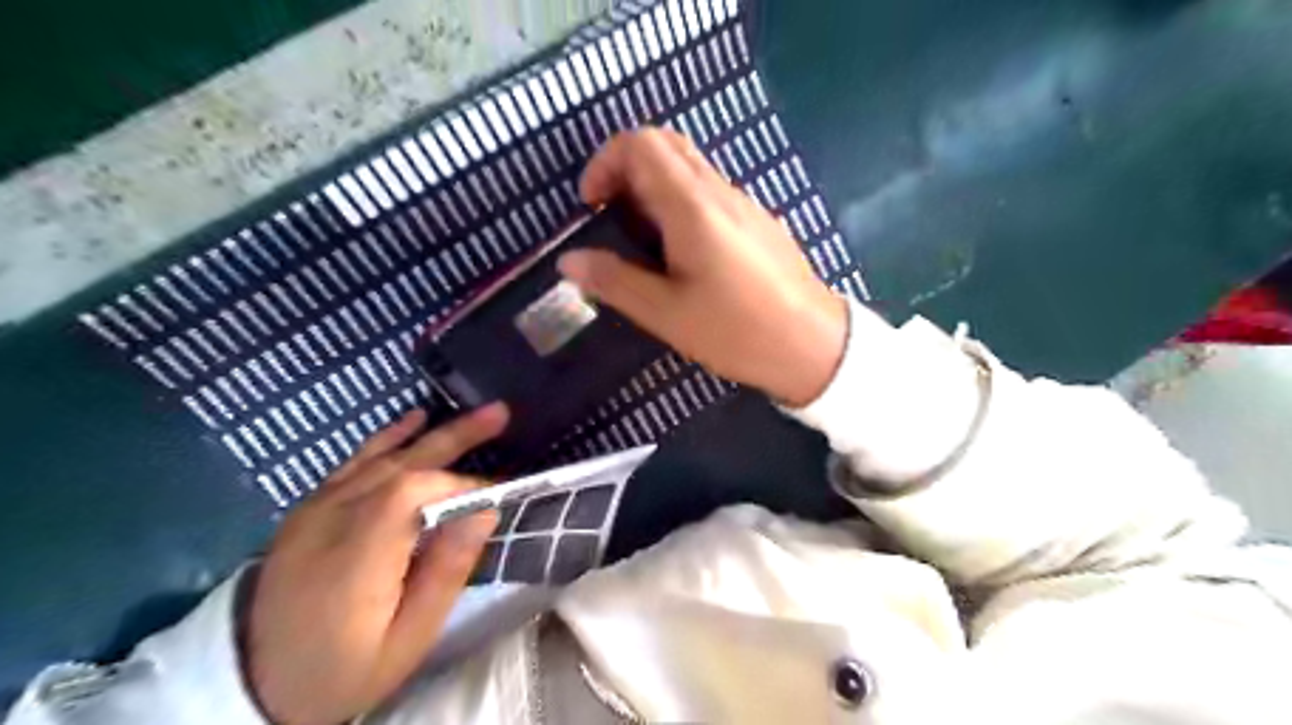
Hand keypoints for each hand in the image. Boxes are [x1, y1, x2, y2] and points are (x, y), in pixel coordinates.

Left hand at [240, 405, 509, 721]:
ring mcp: (315, 510)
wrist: (253, 681)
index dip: (459, 483)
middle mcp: (331, 522)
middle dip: (457, 437)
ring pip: (383, 458)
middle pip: (401, 464)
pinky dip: (389, 438)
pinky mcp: (310, 507)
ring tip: (479, 415)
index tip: (498, 494)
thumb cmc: (344, 667)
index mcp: (355, 559)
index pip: (411, 494)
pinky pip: (354, 462)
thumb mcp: (407, 640)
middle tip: (501, 415)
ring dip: (435, 434)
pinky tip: (415, 419)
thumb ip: (446, 573)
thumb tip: (484, 511)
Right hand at [558, 126, 850, 403]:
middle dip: (626, 169)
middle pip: (666, 144)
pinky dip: (680, 201)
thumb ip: (614, 281)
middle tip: (611, 216)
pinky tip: (682, 252)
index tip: (592, 206)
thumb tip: (568, 260)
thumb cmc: (737, 331)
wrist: (813, 345)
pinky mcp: (758, 221)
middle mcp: (720, 191)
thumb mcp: (666, 313)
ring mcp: (744, 203)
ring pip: (690, 166)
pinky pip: (711, 191)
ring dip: (653, 186)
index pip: (641, 143)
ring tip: (642, 240)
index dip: (605, 162)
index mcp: (693, 206)